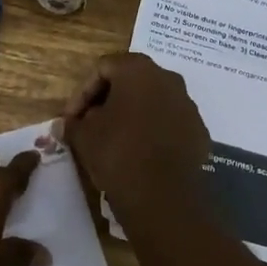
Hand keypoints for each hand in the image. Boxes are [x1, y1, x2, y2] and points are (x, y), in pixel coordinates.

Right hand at [62, 53, 210, 219]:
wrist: (162, 196)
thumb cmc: (117, 154)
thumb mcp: (84, 136)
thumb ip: (73, 123)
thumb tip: (67, 123)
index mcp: (138, 70)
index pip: (103, 68)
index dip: (82, 93)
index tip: (72, 118)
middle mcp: (168, 79)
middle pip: (131, 81)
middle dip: (109, 100)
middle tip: (91, 124)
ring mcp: (188, 105)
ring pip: (154, 101)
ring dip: (133, 115)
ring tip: (116, 140)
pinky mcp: (199, 131)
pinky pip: (171, 123)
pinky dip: (154, 131)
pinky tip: (141, 153)